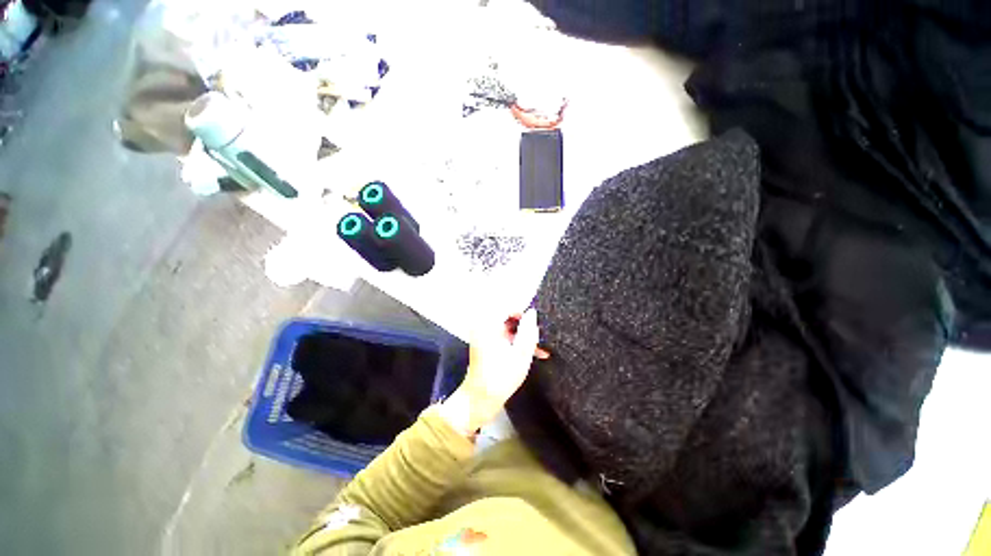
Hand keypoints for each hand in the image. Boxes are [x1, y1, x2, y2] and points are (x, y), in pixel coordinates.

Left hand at [439, 309, 549, 435]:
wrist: (480, 400)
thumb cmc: (500, 377)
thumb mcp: (520, 354)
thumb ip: (528, 331)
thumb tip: (532, 312)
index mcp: (488, 324)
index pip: (507, 305)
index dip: (523, 311)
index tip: (536, 321)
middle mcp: (483, 325)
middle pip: (508, 315)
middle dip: (525, 325)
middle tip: (540, 336)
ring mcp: (484, 334)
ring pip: (508, 326)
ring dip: (523, 335)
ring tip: (540, 348)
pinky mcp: (487, 343)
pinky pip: (504, 335)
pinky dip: (517, 342)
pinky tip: (532, 352)